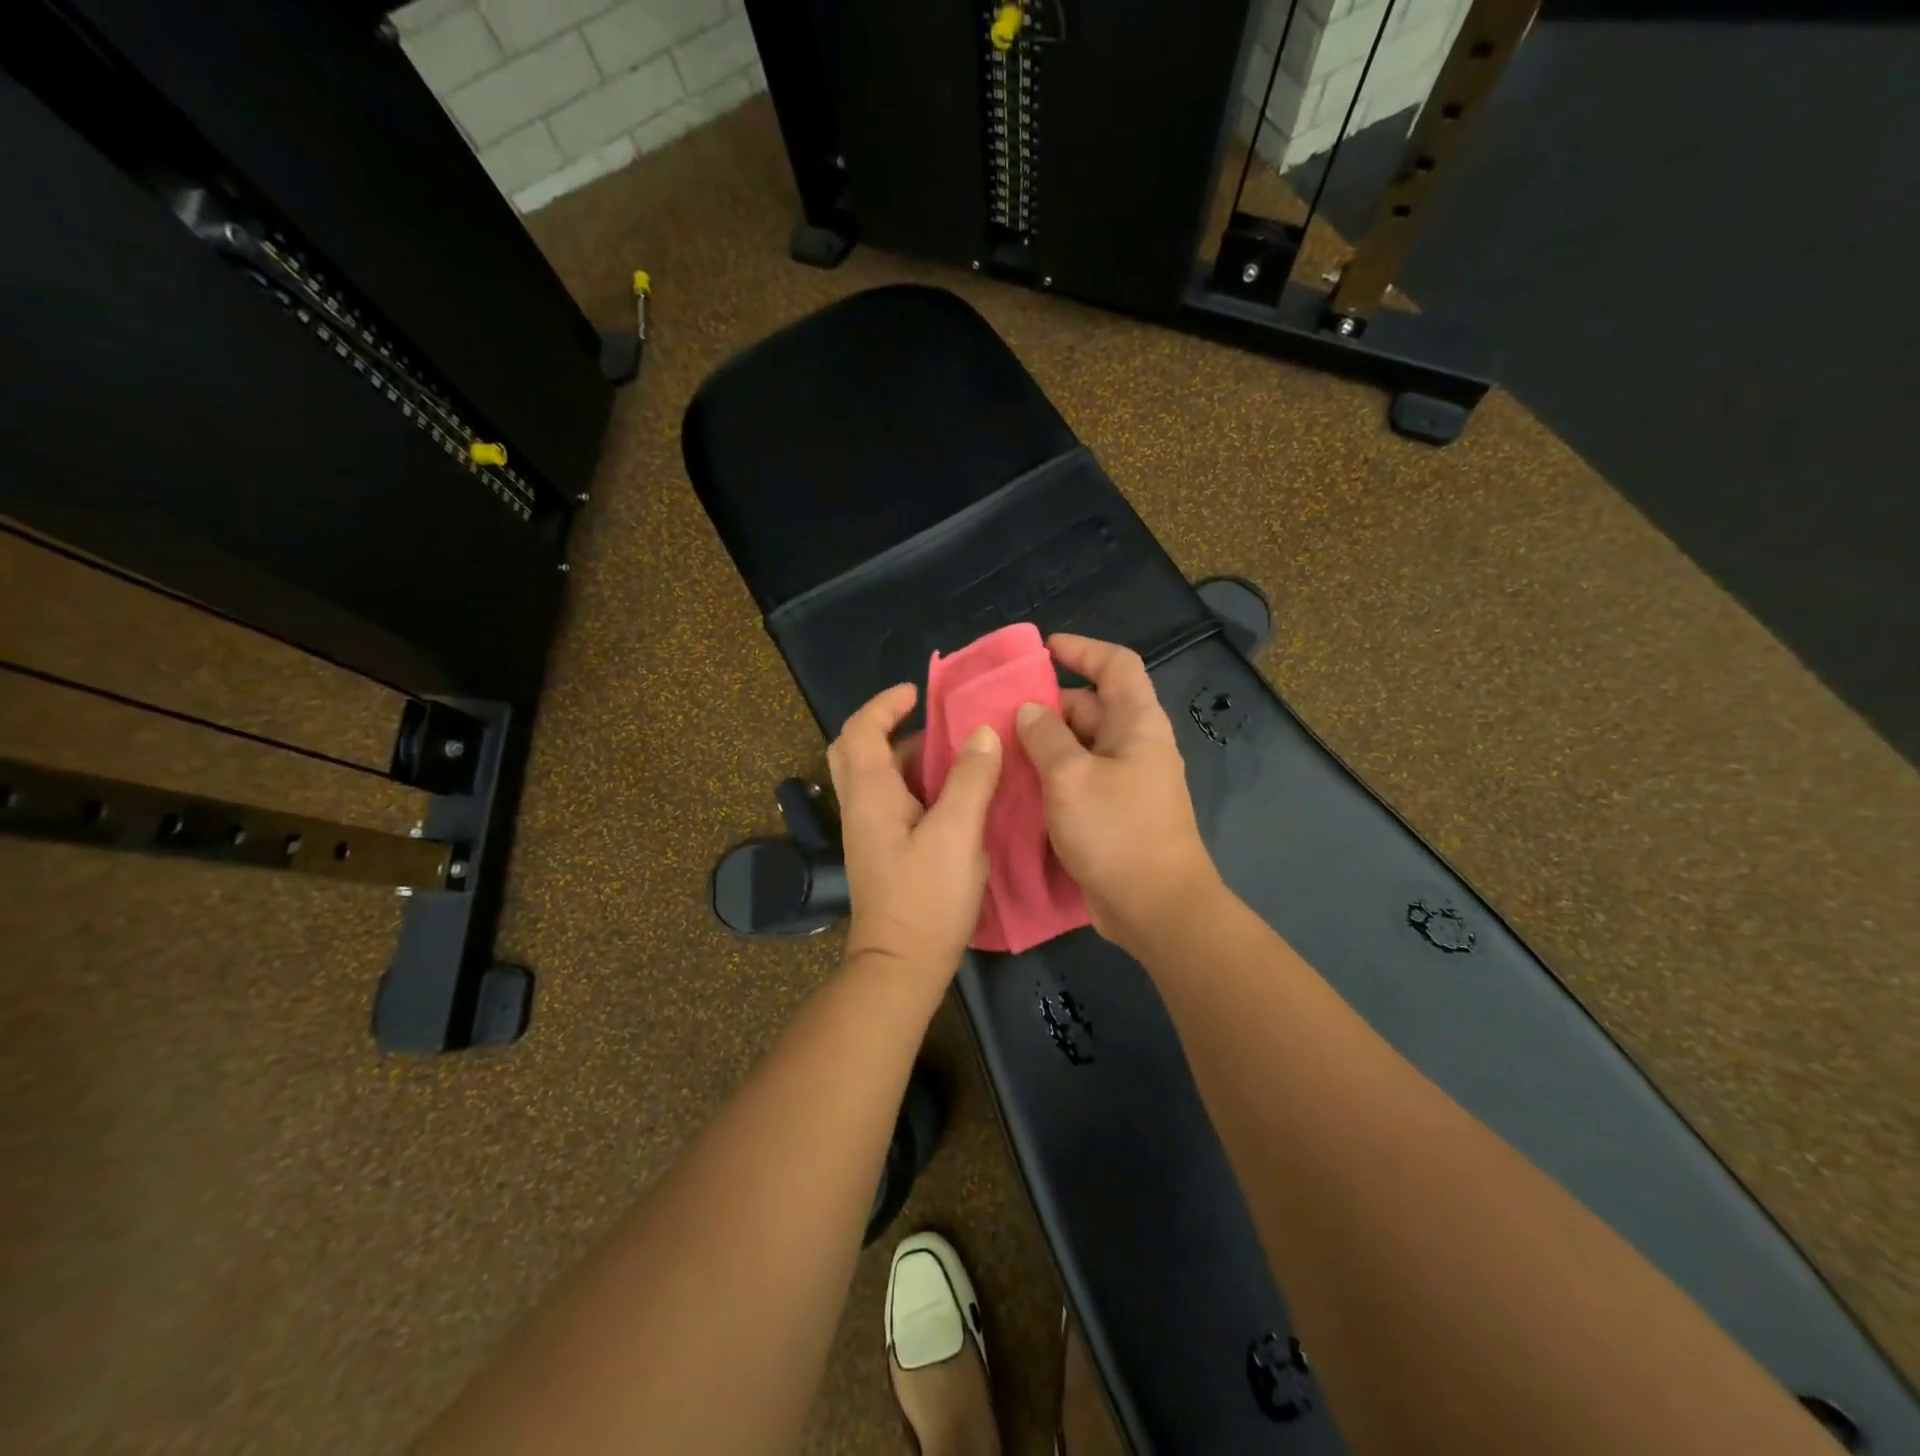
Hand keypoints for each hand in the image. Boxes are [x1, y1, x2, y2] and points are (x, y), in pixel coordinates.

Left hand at [828, 682, 1003, 980]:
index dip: (885, 704)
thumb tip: (982, 732)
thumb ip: (970, 779)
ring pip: (874, 776)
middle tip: (924, 719)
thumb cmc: (927, 897)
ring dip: (904, 755)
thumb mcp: (957, 833)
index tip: (918, 693)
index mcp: (870, 794)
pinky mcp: (882, 851)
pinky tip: (951, 793)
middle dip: (884, 725)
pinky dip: (913, 783)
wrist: (901, 965)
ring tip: (950, 750)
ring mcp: (868, 831)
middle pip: (855, 750)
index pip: (861, 730)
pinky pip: (890, 800)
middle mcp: (860, 806)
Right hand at [1014, 634, 1220, 951]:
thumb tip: (1030, 709)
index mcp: (1137, 724)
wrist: (1155, 907)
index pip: (1116, 666)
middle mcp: (1135, 745)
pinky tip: (1016, 785)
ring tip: (998, 747)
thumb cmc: (1117, 831)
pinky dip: (1050, 775)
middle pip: (1091, 707)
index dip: (1082, 650)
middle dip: (1047, 704)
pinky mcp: (1113, 812)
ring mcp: (1125, 781)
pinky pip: (1078, 779)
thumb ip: (1046, 736)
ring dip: (1043, 744)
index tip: (1044, 649)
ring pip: (1080, 746)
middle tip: (999, 712)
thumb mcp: (1071, 777)